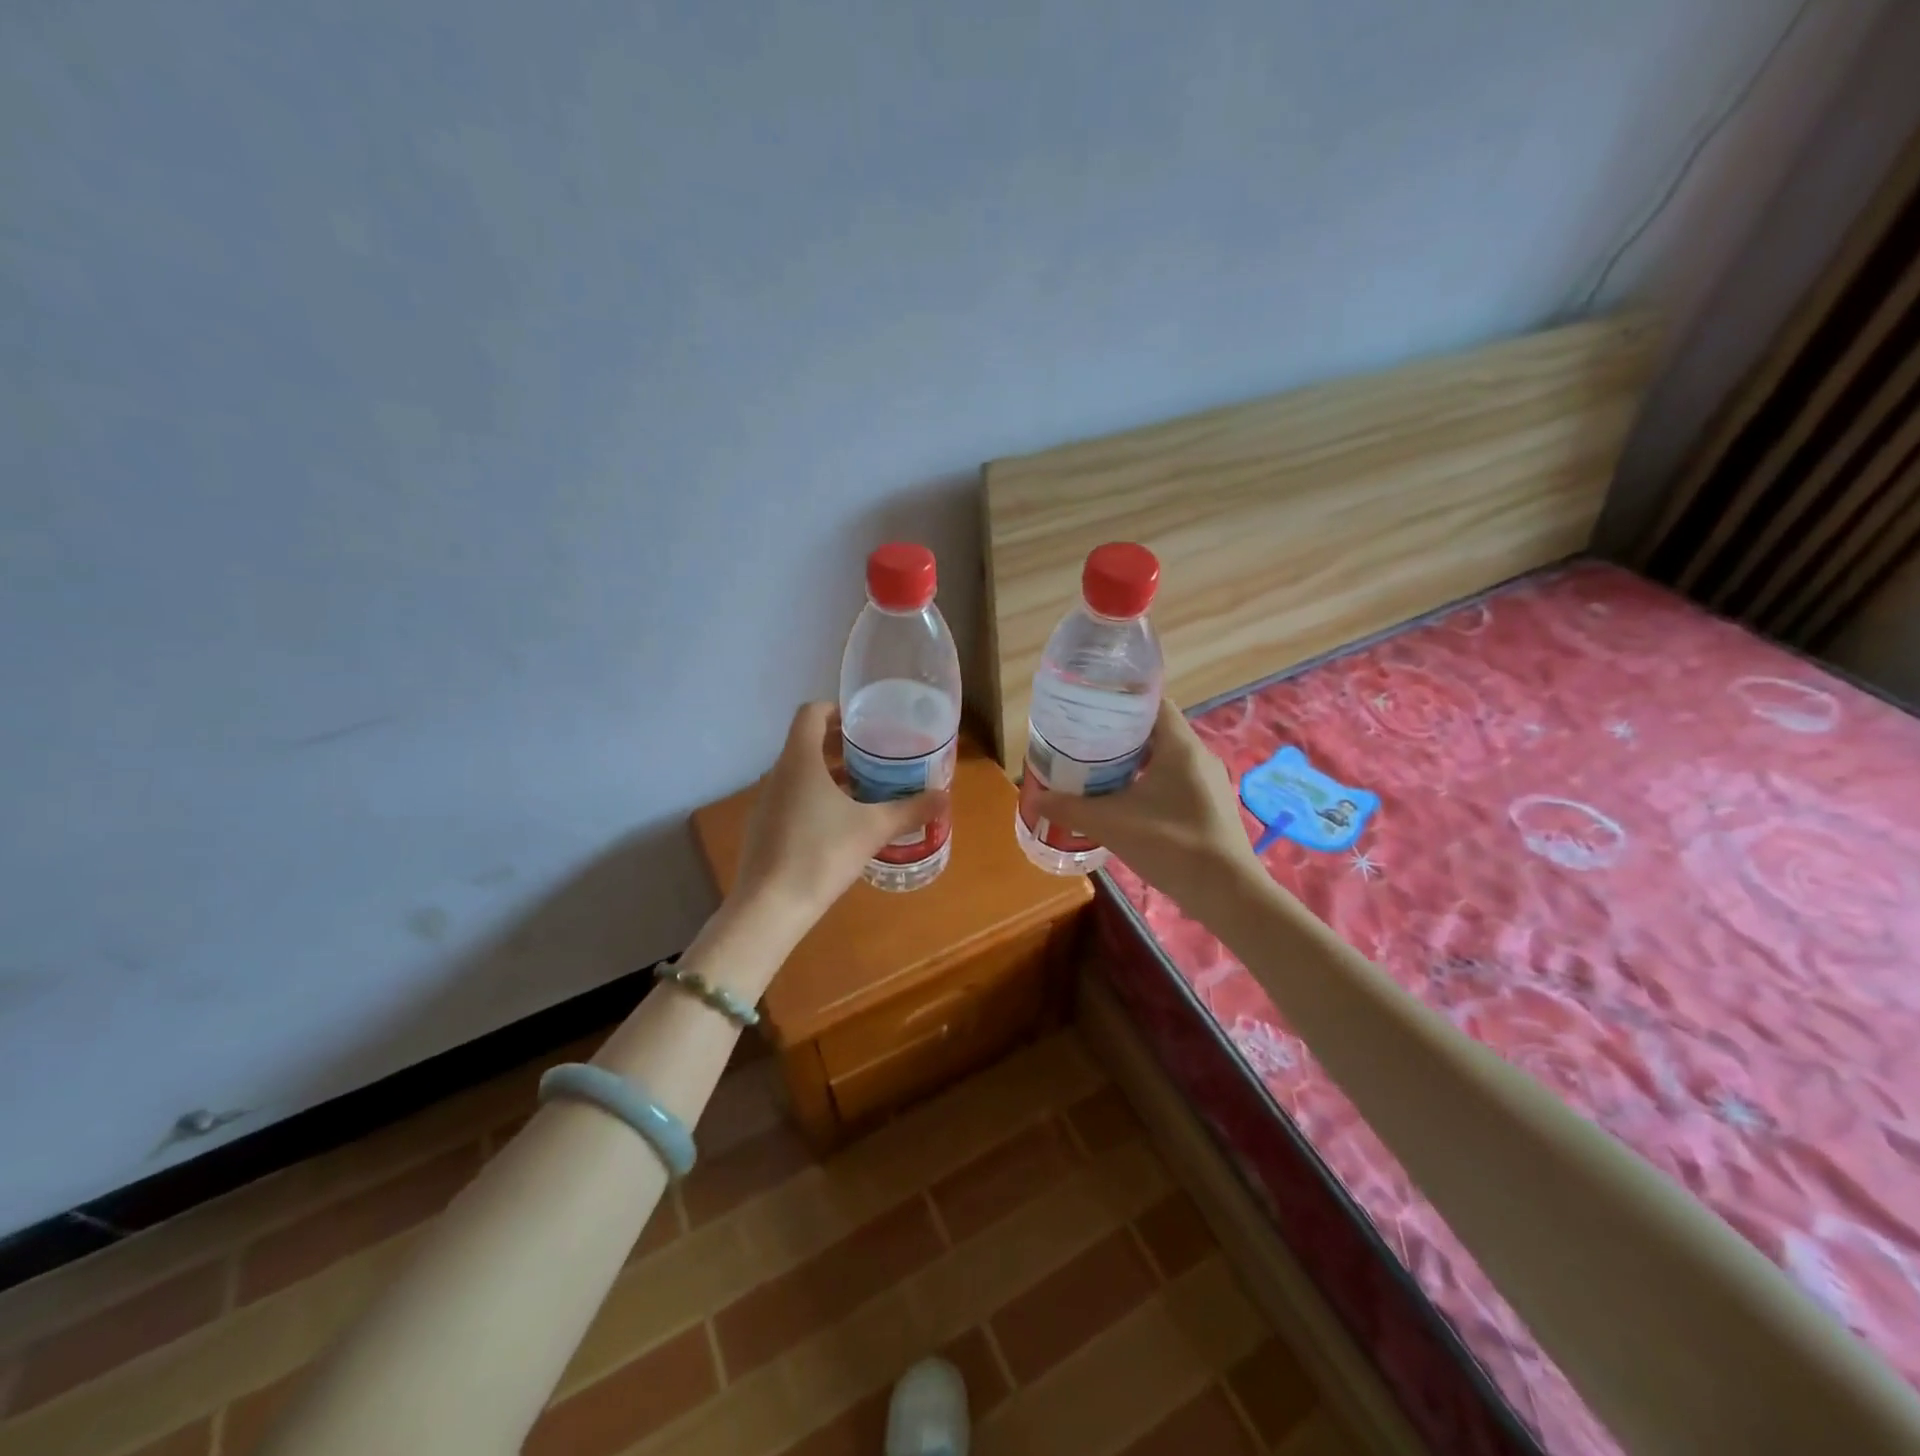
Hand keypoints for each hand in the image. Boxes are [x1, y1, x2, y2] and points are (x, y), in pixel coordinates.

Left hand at [732, 702, 948, 925]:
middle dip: (841, 745)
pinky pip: (791, 799)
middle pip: (806, 743)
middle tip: (876, 755)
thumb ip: (910, 810)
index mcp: (799, 760)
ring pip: (799, 774)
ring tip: (864, 789)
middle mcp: (778, 774)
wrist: (770, 907)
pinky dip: (815, 798)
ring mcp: (766, 803)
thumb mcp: (873, 829)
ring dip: (829, 774)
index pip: (810, 713)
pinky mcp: (763, 829)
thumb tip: (944, 796)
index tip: (865, 723)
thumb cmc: (821, 854)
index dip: (837, 709)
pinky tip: (840, 825)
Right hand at [1029, 699, 1255, 900]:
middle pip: (1155, 731)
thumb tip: (1035, 796)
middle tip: (1084, 742)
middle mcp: (1199, 756)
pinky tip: (1125, 803)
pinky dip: (1149, 784)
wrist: (1227, 894)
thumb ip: (1070, 808)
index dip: (1120, 701)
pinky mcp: (1209, 807)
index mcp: (1180, 746)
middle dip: (1119, 735)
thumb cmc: (1172, 845)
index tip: (1090, 710)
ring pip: (1165, 758)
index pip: (1152, 702)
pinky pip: (1174, 781)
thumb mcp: (1112, 824)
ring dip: (1134, 762)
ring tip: (1097, 771)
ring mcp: (1208, 783)